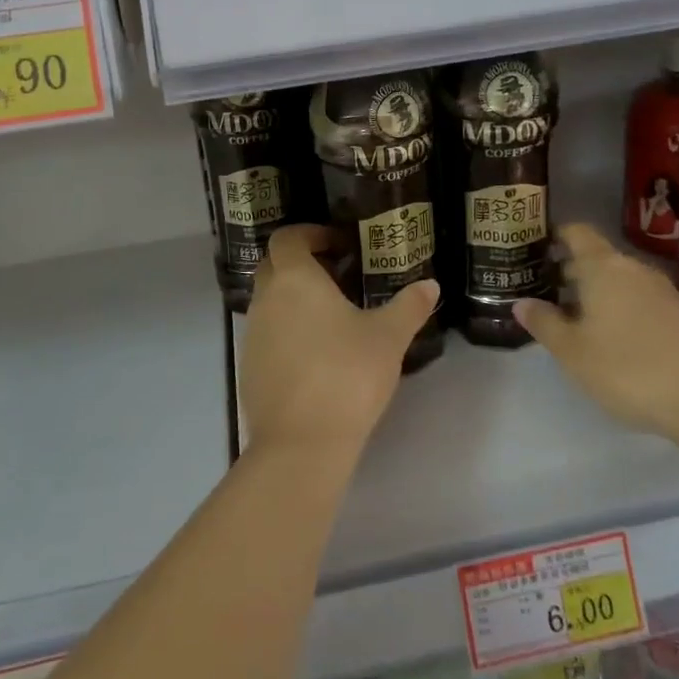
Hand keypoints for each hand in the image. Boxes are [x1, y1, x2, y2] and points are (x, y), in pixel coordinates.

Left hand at [239, 224, 438, 463]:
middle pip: (274, 265)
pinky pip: (266, 332)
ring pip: (269, 300)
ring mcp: (252, 334)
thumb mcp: (388, 338)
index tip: (339, 246)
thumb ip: (409, 306)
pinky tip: (316, 353)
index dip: (311, 234)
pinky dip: (286, 329)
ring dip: (294, 298)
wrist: (301, 444)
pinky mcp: (248, 366)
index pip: (288, 238)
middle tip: (339, 276)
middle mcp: (266, 299)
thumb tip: (430, 285)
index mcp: (295, 279)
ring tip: (332, 317)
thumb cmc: (347, 375)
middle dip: (302, 263)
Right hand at [514, 223, 678, 438]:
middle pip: (596, 256)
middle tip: (542, 289)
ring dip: (594, 291)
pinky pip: (637, 297)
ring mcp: (661, 291)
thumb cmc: (628, 368)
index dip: (555, 235)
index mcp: (603, 267)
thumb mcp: (573, 352)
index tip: (534, 247)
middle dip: (569, 269)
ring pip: (617, 279)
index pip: (576, 232)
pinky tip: (608, 335)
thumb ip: (545, 323)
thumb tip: (521, 302)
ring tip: (571, 316)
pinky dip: (617, 306)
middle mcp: (632, 269)